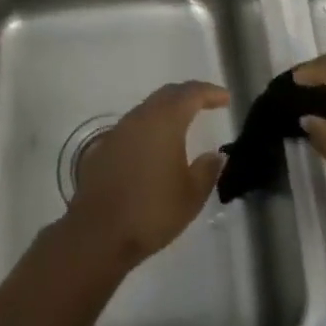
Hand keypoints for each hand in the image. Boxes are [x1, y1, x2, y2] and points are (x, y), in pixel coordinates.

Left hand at [64, 81, 227, 269]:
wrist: (99, 232)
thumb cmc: (152, 211)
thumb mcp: (191, 195)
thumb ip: (207, 170)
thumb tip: (215, 155)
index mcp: (164, 122)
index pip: (190, 94)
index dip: (210, 92)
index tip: (225, 98)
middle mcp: (139, 118)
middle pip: (167, 95)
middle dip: (188, 95)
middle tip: (207, 103)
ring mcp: (118, 131)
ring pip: (147, 109)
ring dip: (167, 111)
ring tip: (184, 124)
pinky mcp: (103, 148)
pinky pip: (132, 127)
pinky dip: (149, 128)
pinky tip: (155, 147)